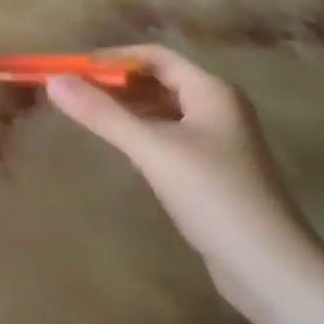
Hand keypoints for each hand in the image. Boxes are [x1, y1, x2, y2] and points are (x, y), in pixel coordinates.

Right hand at [46, 45, 323, 312]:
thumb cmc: (214, 195)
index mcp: (211, 91)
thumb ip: (103, 115)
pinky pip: (170, 138)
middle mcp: (218, 108)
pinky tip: (121, 148)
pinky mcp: (214, 172)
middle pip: (160, 81)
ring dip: (129, 109)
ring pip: (165, 111)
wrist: (269, 267)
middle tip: (73, 92)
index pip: (156, 56)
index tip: (73, 69)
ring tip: (88, 115)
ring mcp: (219, 141)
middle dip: (118, 83)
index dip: (113, 58)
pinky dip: (142, 134)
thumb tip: (54, 82)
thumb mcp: (153, 150)